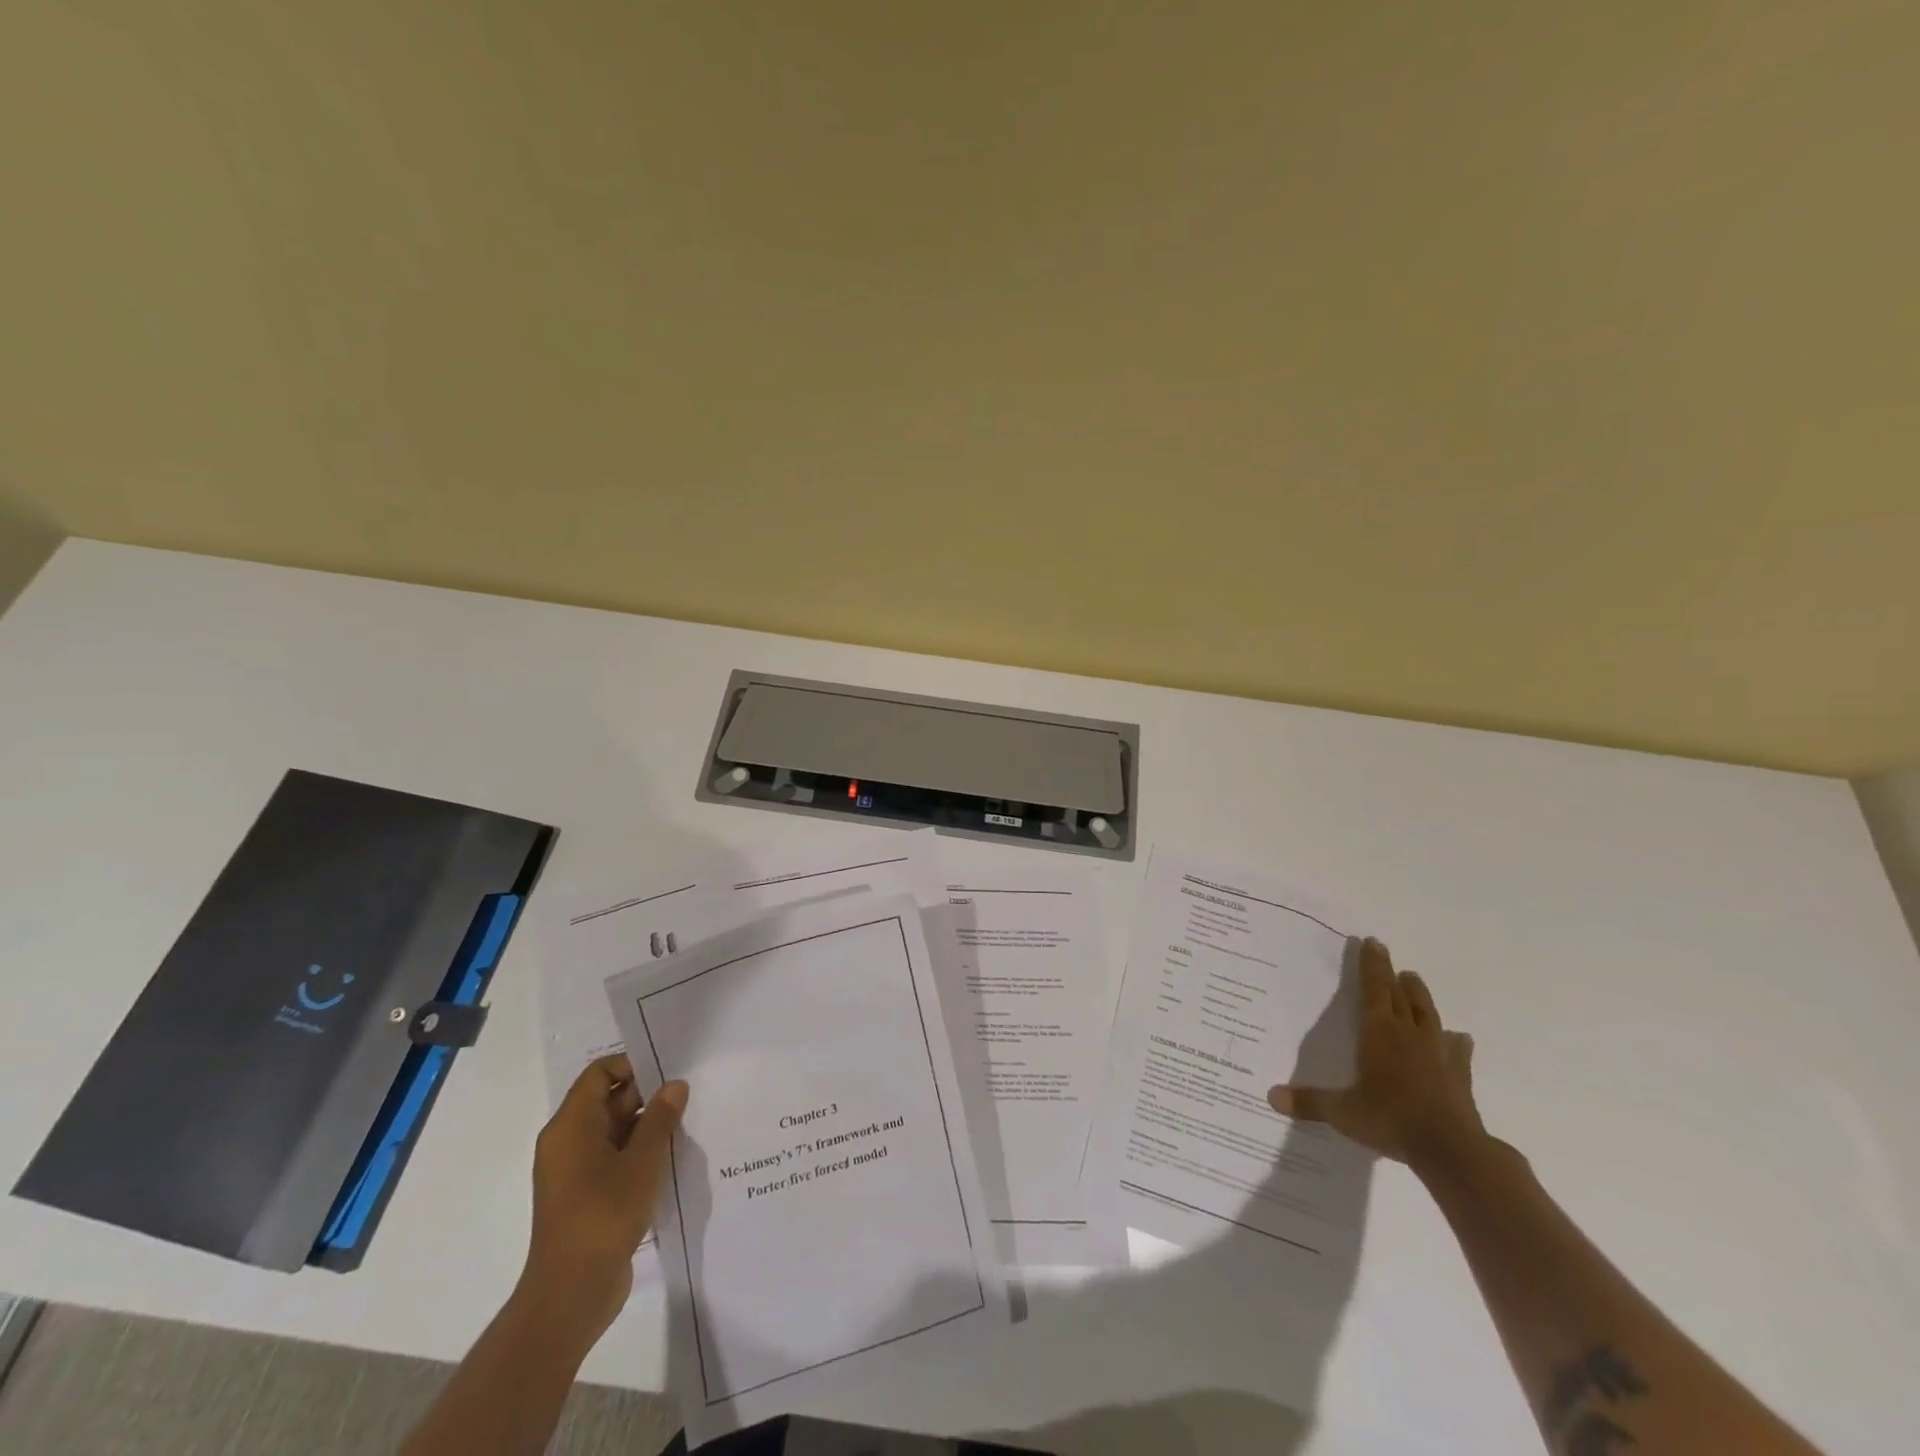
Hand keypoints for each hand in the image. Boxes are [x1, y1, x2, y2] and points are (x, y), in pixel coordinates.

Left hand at [518, 1054, 687, 1347]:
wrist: (571, 1294)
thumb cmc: (603, 1215)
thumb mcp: (642, 1160)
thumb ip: (660, 1118)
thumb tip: (674, 1085)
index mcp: (571, 1126)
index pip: (599, 1074)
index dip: (632, 1065)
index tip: (669, 1069)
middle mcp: (568, 1143)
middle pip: (608, 1100)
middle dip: (648, 1095)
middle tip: (689, 1093)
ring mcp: (576, 1172)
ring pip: (615, 1131)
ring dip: (648, 1126)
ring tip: (688, 1121)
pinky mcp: (587, 1196)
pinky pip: (615, 1158)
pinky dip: (640, 1153)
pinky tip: (673, 1156)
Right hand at [1268, 937, 1482, 1172]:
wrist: (1452, 1151)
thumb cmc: (1391, 1120)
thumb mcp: (1343, 1112)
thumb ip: (1309, 1102)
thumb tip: (1270, 1096)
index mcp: (1379, 1033)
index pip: (1374, 989)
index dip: (1371, 965)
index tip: (1372, 942)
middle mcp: (1409, 1035)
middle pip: (1401, 996)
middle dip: (1392, 974)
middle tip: (1388, 955)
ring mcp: (1438, 1054)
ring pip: (1428, 1015)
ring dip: (1420, 996)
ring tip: (1414, 980)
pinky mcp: (1460, 1077)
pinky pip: (1458, 1051)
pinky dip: (1457, 1042)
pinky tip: (1460, 1037)